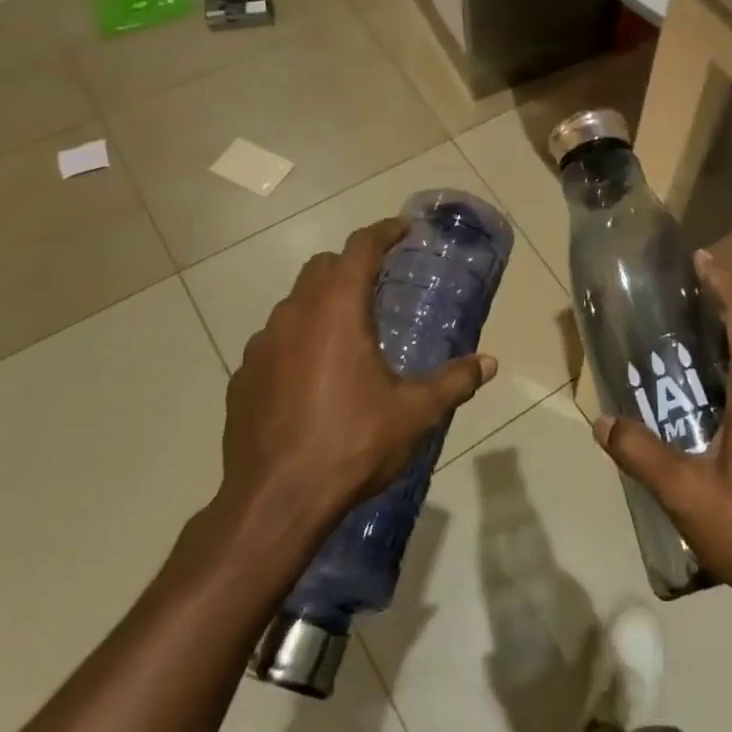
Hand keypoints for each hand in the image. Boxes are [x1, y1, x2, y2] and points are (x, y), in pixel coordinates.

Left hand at [218, 217, 497, 535]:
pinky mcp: (242, 378)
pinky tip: (314, 375)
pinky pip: (274, 342)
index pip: (359, 248)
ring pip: (294, 303)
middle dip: (352, 264)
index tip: (403, 230)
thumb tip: (489, 364)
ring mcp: (261, 346)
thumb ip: (454, 381)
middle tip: (380, 281)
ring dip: (322, 303)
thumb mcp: (416, 413)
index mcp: (337, 311)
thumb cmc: (352, 444)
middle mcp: (294, 316)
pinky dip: (298, 340)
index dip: (383, 232)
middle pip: (322, 268)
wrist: (276, 501)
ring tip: (349, 331)